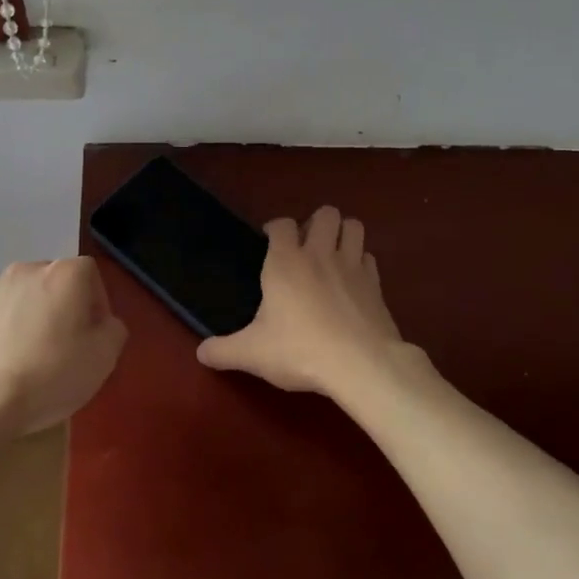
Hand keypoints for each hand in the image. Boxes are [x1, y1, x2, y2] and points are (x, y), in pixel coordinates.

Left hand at [0, 257, 127, 445]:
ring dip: (28, 319)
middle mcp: (24, 270)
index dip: (97, 304)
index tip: (93, 337)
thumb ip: (113, 330)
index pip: (90, 274)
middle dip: (61, 309)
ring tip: (26, 360)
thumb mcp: (103, 359)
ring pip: (20, 299)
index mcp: (63, 274)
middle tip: (62, 348)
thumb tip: (103, 323)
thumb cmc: (47, 376)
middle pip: (52, 283)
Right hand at [197, 205, 409, 398]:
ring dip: (343, 233)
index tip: (268, 241)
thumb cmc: (299, 350)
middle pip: (325, 213)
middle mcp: (319, 254)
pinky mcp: (376, 285)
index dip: (275, 227)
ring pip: (353, 226)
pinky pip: (369, 258)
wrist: (361, 365)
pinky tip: (352, 281)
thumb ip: (223, 351)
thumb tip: (201, 353)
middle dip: (315, 222)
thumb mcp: (252, 354)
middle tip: (305, 246)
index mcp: (285, 262)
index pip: (282, 224)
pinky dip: (360, 262)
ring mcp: (352, 266)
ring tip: (331, 254)